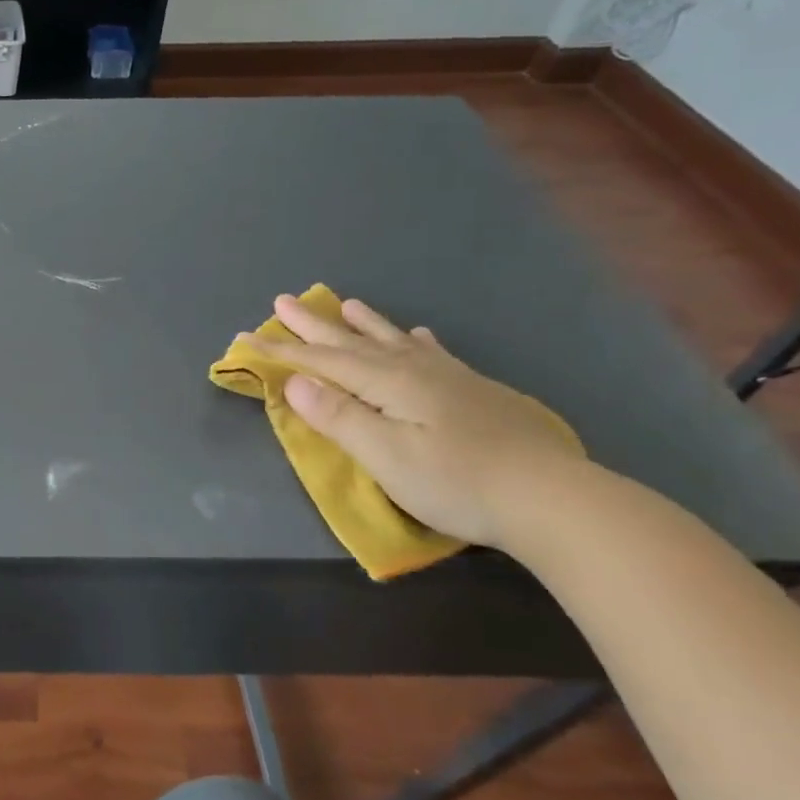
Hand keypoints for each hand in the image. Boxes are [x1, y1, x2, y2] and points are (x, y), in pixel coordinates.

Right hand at [259, 294, 581, 548]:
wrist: (554, 499)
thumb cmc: (456, 481)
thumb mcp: (385, 455)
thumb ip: (338, 416)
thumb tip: (294, 381)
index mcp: (387, 384)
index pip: (321, 361)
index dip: (281, 349)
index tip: (245, 337)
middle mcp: (413, 371)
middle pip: (352, 342)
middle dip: (314, 324)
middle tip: (284, 300)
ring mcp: (449, 379)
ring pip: (392, 341)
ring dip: (362, 323)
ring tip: (344, 302)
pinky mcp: (475, 393)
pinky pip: (433, 354)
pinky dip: (415, 341)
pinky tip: (418, 335)